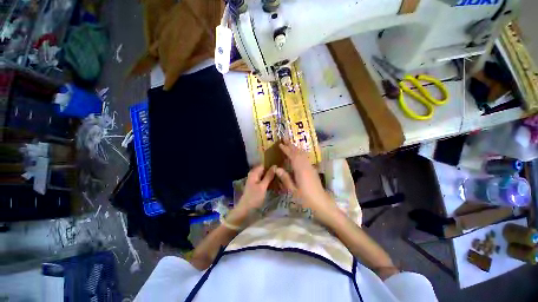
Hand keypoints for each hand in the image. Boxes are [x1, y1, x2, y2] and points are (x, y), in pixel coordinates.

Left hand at [235, 165, 275, 214]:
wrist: (245, 210)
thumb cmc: (254, 197)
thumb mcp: (263, 186)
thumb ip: (268, 176)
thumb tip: (275, 166)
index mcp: (254, 172)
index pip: (264, 164)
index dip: (271, 165)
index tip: (280, 167)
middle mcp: (254, 174)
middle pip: (264, 169)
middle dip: (271, 170)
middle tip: (281, 173)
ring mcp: (254, 180)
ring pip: (264, 175)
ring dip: (270, 176)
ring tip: (280, 177)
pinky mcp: (256, 185)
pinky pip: (263, 180)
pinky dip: (268, 180)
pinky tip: (274, 182)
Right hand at [275, 141, 338, 223]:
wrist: (321, 203)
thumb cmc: (305, 198)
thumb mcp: (293, 190)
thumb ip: (285, 178)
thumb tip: (277, 168)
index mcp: (300, 170)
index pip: (292, 156)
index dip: (286, 149)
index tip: (280, 144)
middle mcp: (306, 165)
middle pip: (298, 152)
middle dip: (291, 145)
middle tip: (285, 138)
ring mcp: (310, 167)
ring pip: (303, 154)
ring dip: (296, 148)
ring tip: (290, 143)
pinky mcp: (313, 169)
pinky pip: (305, 157)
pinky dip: (301, 152)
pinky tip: (299, 153)